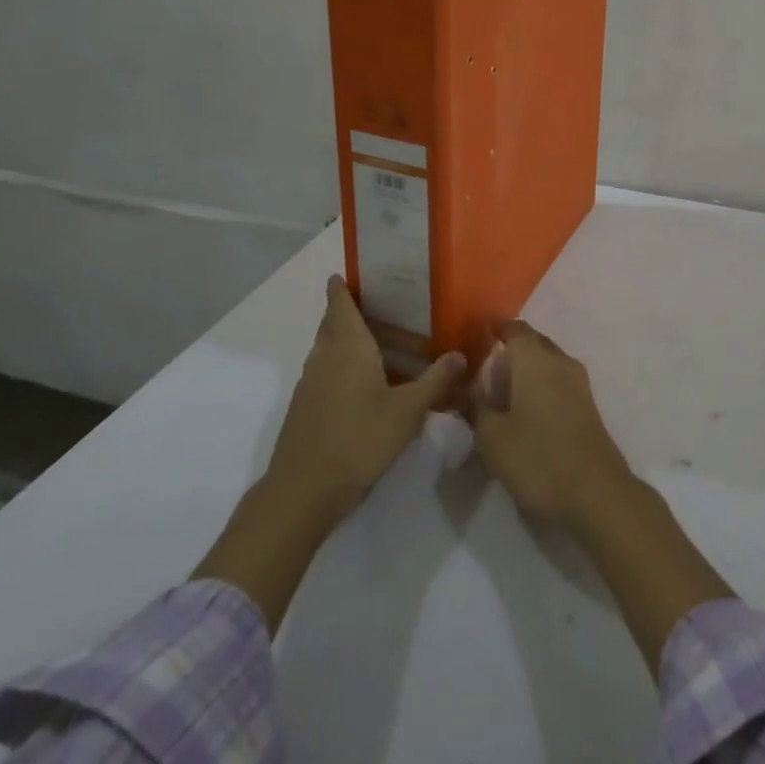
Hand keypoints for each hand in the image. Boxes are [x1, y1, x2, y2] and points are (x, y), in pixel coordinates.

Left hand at [264, 276, 467, 526]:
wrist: (304, 489)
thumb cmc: (359, 438)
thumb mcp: (407, 411)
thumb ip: (434, 381)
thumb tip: (460, 355)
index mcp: (348, 346)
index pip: (340, 305)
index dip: (341, 288)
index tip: (345, 274)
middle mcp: (325, 356)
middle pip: (333, 325)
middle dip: (350, 314)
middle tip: (381, 311)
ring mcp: (310, 382)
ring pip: (329, 350)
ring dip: (349, 344)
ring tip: (380, 349)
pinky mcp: (305, 407)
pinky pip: (325, 373)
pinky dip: (343, 369)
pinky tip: (365, 388)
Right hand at [469, 321, 732, 675]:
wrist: (597, 494)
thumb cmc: (538, 458)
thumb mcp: (491, 436)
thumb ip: (476, 407)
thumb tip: (472, 389)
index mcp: (534, 358)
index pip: (513, 328)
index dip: (494, 329)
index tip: (476, 336)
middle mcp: (559, 361)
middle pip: (533, 343)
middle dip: (510, 351)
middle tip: (484, 370)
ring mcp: (579, 383)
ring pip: (547, 364)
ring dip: (526, 372)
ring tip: (502, 394)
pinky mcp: (588, 407)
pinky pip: (558, 383)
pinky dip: (540, 388)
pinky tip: (525, 412)